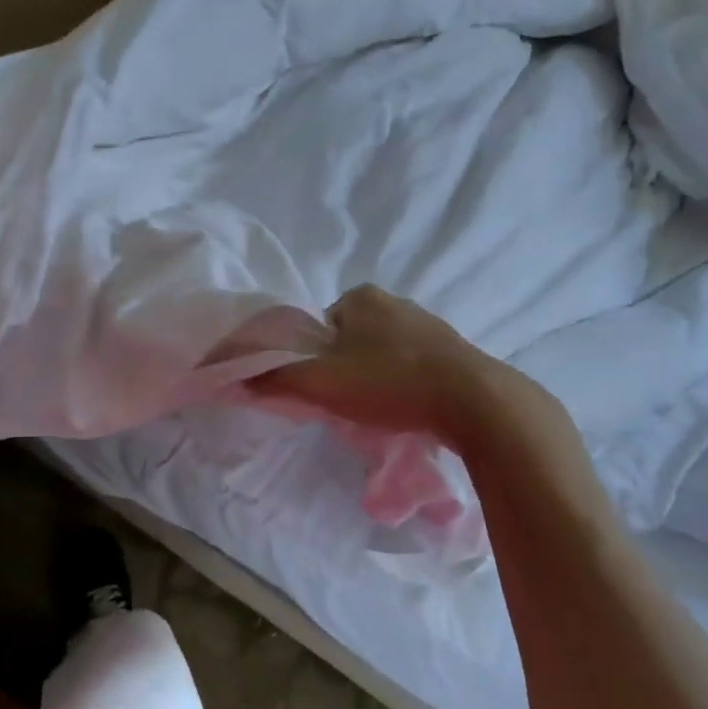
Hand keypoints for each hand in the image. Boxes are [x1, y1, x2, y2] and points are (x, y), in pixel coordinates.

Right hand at [249, 285, 512, 441]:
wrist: (474, 402)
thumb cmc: (389, 382)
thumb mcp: (320, 382)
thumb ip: (275, 377)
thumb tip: (233, 374)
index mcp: (361, 297)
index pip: (318, 328)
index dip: (312, 360)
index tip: (321, 389)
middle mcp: (395, 301)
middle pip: (349, 341)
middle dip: (344, 371)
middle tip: (347, 404)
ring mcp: (429, 325)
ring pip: (382, 355)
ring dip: (374, 381)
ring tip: (380, 411)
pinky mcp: (454, 352)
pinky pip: (412, 367)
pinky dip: (403, 387)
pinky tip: (408, 409)